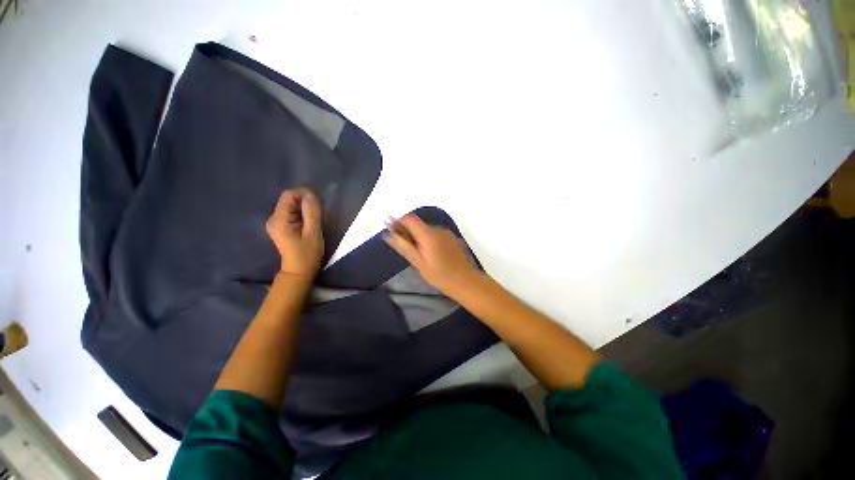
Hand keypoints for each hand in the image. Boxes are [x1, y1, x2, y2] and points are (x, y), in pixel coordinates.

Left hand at [266, 188, 324, 277]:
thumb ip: (311, 212)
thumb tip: (310, 194)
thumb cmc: (307, 253)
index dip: (303, 193)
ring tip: (314, 218)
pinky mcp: (280, 225)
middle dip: (304, 201)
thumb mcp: (313, 232)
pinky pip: (291, 212)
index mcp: (279, 219)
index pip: (288, 195)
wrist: (299, 270)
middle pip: (288, 199)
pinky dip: (301, 213)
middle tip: (318, 212)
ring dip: (304, 207)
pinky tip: (308, 222)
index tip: (318, 202)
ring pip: (290, 205)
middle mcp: (273, 218)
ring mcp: (275, 222)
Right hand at [383, 214, 479, 293]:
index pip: (409, 219)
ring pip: (427, 230)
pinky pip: (436, 235)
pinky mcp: (453, 239)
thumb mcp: (419, 263)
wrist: (466, 282)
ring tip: (419, 255)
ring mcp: (447, 233)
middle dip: (408, 232)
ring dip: (419, 237)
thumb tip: (389, 235)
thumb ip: (404, 247)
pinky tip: (432, 255)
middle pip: (418, 224)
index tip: (393, 233)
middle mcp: (438, 229)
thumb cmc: (440, 275)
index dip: (398, 223)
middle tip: (405, 249)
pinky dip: (430, 240)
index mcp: (428, 234)